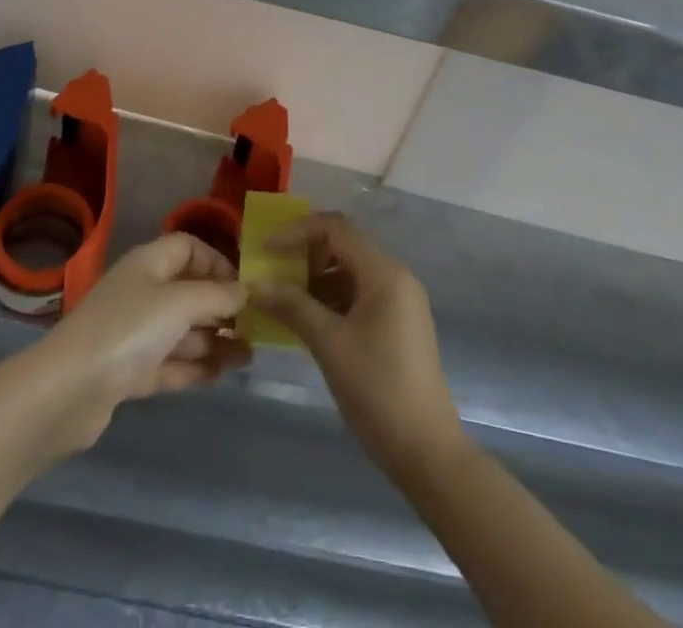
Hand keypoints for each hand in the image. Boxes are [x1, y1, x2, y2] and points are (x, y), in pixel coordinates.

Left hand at [34, 233, 250, 453]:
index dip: (217, 261)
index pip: (188, 247)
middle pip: (188, 291)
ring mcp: (134, 333)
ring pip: (182, 331)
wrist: (67, 391)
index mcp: (149, 264)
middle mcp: (142, 292)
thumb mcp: (180, 304)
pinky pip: (171, 362)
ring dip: (215, 341)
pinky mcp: (129, 372)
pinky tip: (223, 374)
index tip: (245, 284)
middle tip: (257, 326)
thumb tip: (246, 290)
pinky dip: (196, 366)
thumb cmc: (128, 329)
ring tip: (250, 356)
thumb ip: (217, 297)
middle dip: (221, 307)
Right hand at [251, 212, 464, 473]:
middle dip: (305, 253)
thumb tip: (255, 284)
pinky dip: (331, 298)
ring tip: (283, 297)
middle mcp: (395, 277)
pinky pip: (359, 294)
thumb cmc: (378, 390)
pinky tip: (308, 319)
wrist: (427, 452)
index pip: (336, 228)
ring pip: (350, 270)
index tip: (266, 248)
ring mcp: (399, 301)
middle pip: (344, 245)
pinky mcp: (397, 324)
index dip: (297, 231)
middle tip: (272, 270)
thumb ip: (292, 306)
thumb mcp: (329, 344)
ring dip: (316, 278)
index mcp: (384, 273)